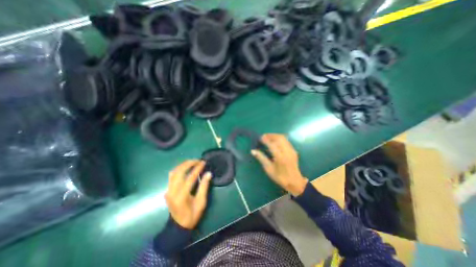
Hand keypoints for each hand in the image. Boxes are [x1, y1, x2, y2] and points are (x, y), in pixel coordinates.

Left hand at [165, 160, 212, 230]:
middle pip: (179, 172)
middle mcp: (172, 191)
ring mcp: (168, 190)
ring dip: (183, 165)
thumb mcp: (201, 202)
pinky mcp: (167, 190)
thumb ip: (204, 187)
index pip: (190, 177)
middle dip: (189, 163)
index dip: (197, 168)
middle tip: (198, 160)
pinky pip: (172, 176)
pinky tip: (185, 168)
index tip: (203, 162)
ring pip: (174, 172)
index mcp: (182, 196)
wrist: (178, 227)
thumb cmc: (192, 215)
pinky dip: (178, 169)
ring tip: (192, 162)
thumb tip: (208, 173)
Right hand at [250, 133, 306, 195]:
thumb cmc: (280, 177)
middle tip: (264, 136)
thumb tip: (253, 151)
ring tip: (268, 138)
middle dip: (271, 135)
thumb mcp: (268, 169)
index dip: (265, 139)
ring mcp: (291, 150)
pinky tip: (275, 142)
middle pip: (279, 138)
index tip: (260, 137)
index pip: (272, 144)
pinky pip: (286, 141)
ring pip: (284, 138)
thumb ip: (261, 158)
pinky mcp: (293, 150)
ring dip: (275, 136)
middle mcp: (287, 152)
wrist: (295, 182)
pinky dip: (279, 139)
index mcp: (280, 157)